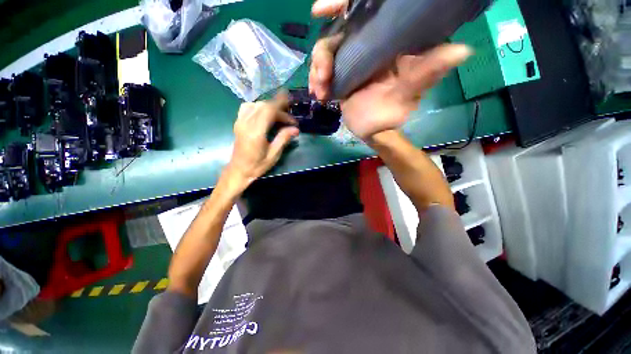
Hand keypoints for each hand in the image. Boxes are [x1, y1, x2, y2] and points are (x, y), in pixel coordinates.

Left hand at [221, 92, 298, 193]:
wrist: (239, 170)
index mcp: (256, 132)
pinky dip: (258, 106)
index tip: (291, 103)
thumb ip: (283, 139)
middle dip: (279, 109)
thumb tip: (295, 129)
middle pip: (264, 106)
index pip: (269, 110)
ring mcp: (240, 122)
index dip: (281, 105)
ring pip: (256, 104)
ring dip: (269, 106)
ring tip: (279, 115)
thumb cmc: (257, 165)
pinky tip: (264, 113)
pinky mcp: (238, 123)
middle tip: (290, 119)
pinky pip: (247, 107)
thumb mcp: (273, 155)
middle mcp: (246, 123)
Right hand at [309, 0, 471, 140]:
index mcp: (385, 43)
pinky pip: (321, 71)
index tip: (320, 9)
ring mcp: (350, 61)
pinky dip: (316, 81)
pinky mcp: (339, 75)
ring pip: (324, 53)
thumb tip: (462, 50)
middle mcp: (366, 46)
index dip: (340, 4)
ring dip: (317, 72)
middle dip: (323, 56)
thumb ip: (426, 72)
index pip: (362, 12)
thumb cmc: (390, 115)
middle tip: (322, 79)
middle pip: (336, 34)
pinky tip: (319, 95)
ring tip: (320, 93)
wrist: (373, 131)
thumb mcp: (407, 94)